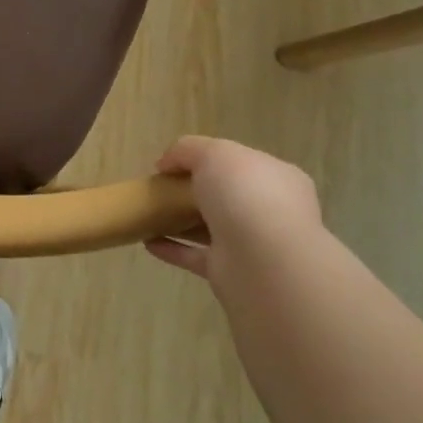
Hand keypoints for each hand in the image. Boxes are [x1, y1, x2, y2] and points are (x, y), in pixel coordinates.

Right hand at [144, 135, 321, 285]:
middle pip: (225, 196)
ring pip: (210, 227)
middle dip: (194, 192)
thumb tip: (166, 164)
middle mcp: (269, 210)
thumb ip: (188, 150)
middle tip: (161, 188)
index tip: (173, 165)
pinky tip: (147, 242)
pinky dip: (173, 249)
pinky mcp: (232, 272)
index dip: (207, 160)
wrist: (263, 261)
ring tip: (148, 215)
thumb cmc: (246, 196)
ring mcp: (251, 244)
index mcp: (276, 177)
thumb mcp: (214, 153)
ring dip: (180, 222)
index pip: (240, 163)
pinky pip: (196, 256)